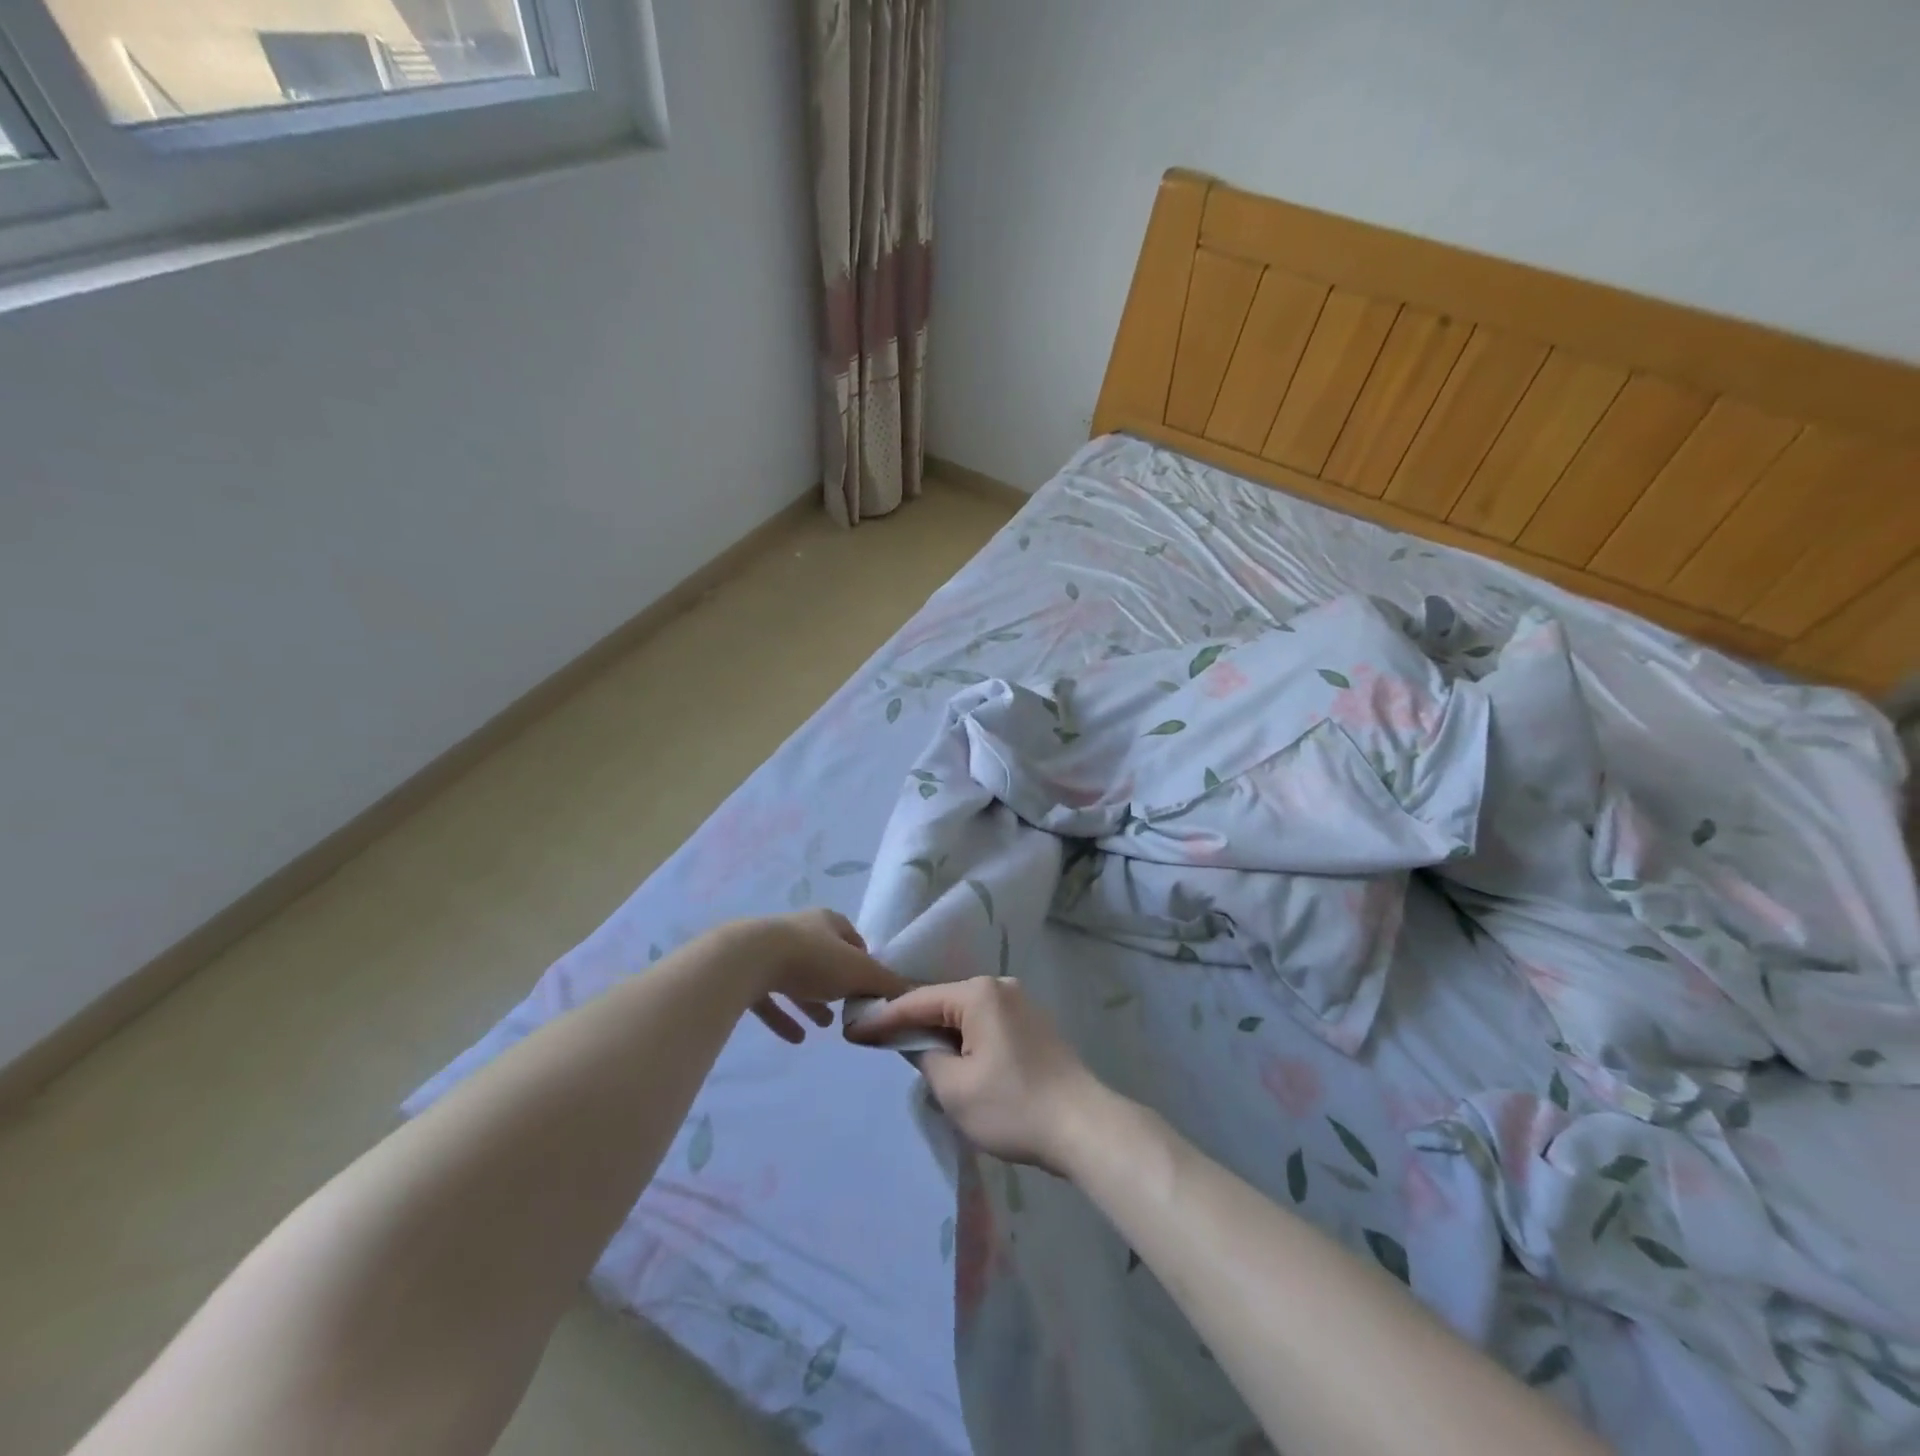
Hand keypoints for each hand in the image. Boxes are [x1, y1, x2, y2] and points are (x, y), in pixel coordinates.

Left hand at [709, 910, 913, 1043]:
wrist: (747, 960)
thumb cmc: (811, 959)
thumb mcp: (858, 972)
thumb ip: (885, 983)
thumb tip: (911, 991)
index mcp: (827, 922)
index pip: (852, 938)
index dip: (864, 961)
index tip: (871, 986)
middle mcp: (799, 931)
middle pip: (825, 959)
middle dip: (837, 985)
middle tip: (848, 1009)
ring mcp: (769, 952)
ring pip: (797, 979)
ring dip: (811, 1002)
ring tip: (825, 1026)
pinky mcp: (747, 974)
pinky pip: (769, 998)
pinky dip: (783, 1017)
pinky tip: (795, 1038)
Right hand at [845, 977, 1105, 1173]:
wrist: (1084, 1127)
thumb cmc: (1013, 1107)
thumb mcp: (955, 1089)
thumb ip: (926, 1058)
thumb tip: (921, 1046)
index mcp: (979, 994)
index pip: (918, 1001)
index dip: (883, 1018)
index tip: (852, 1031)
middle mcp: (1000, 987)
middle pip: (943, 1002)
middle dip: (911, 1022)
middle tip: (875, 1037)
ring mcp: (1021, 1004)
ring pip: (965, 1014)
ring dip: (939, 1032)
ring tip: (907, 1047)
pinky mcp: (1033, 1025)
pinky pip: (986, 1023)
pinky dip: (964, 1037)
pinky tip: (951, 1055)